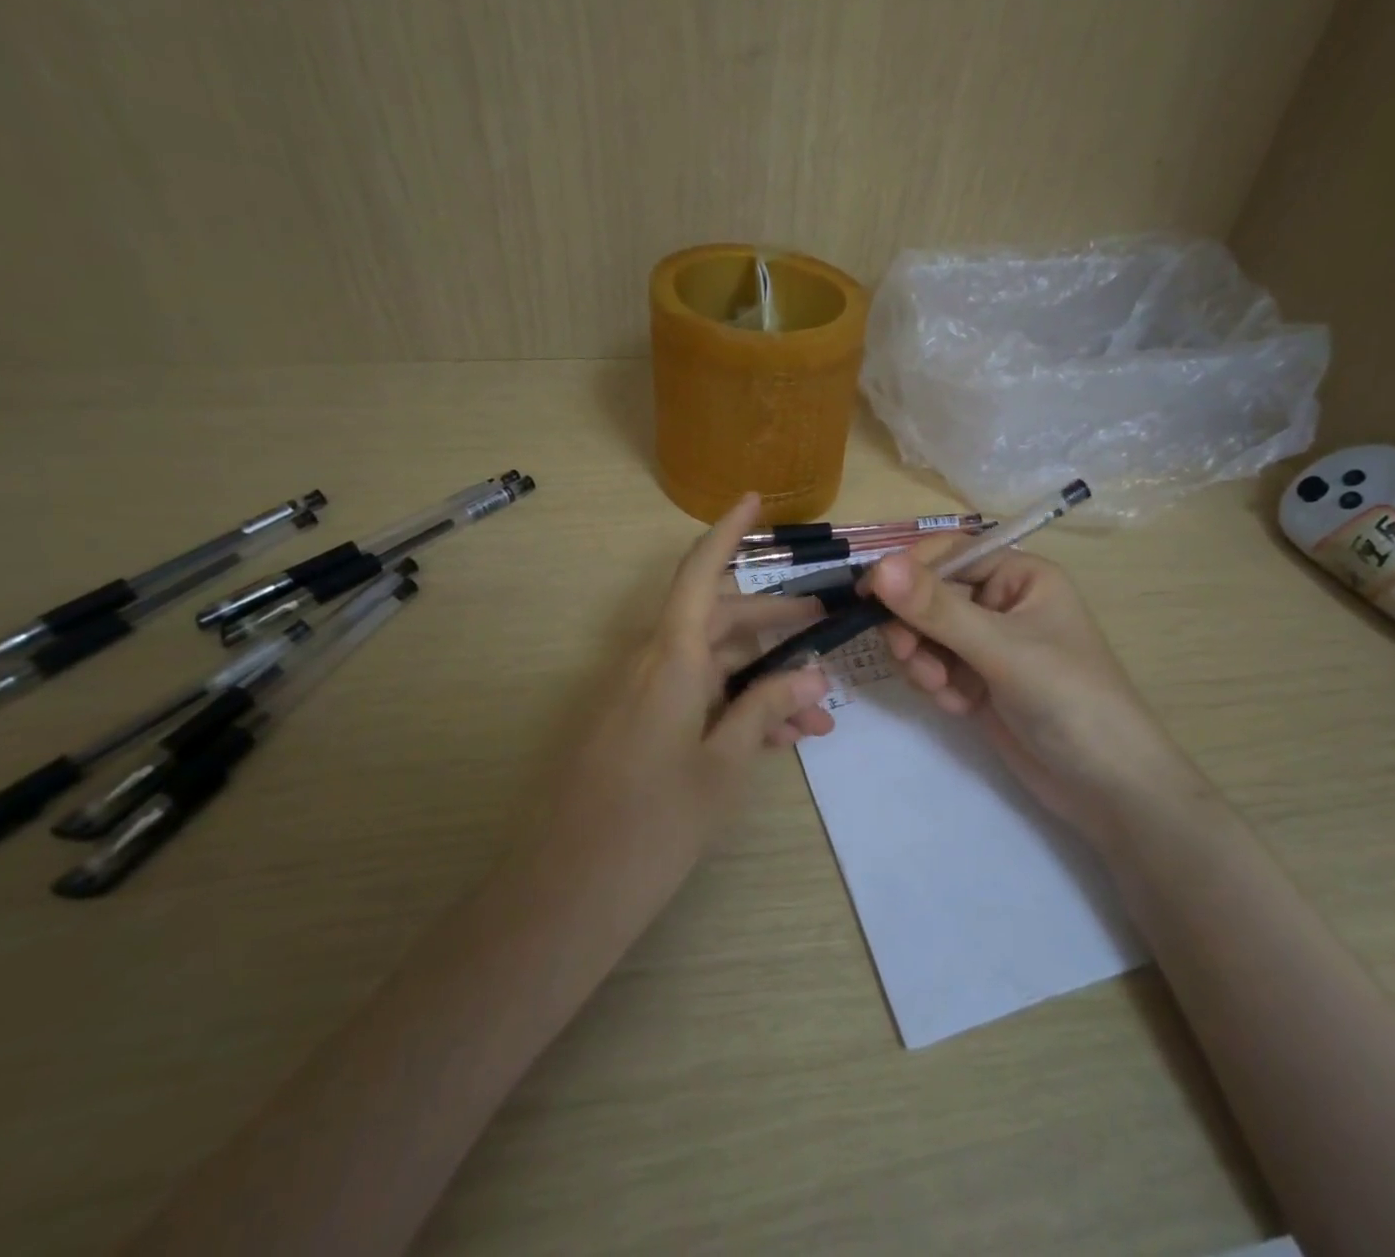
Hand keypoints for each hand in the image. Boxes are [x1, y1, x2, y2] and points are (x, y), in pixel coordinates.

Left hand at [546, 494, 833, 885]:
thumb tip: (812, 675)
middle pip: (719, 620)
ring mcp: (643, 696)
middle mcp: (653, 663)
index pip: (700, 573)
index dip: (727, 531)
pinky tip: (781, 740)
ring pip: (714, 666)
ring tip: (819, 715)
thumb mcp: (725, 765)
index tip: (754, 500)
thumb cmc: (653, 823)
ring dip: (764, 681)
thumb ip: (766, 709)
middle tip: (826, 624)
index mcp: (671, 657)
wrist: (567, 893)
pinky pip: (695, 699)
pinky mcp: (638, 726)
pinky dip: (735, 709)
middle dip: (775, 622)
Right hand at [867, 541, 1188, 849]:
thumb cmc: (1069, 699)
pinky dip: (937, 685)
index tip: (869, 596)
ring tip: (943, 689)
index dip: (909, 571)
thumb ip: (938, 609)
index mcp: (1019, 576)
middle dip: (916, 628)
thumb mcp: (1002, 649)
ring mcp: (988, 645)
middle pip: (930, 597)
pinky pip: (935, 667)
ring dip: (923, 660)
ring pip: (925, 635)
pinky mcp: (978, 681)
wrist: (1107, 787)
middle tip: (910, 656)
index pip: (950, 554)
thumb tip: (879, 567)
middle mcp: (1001, 603)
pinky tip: (960, 707)